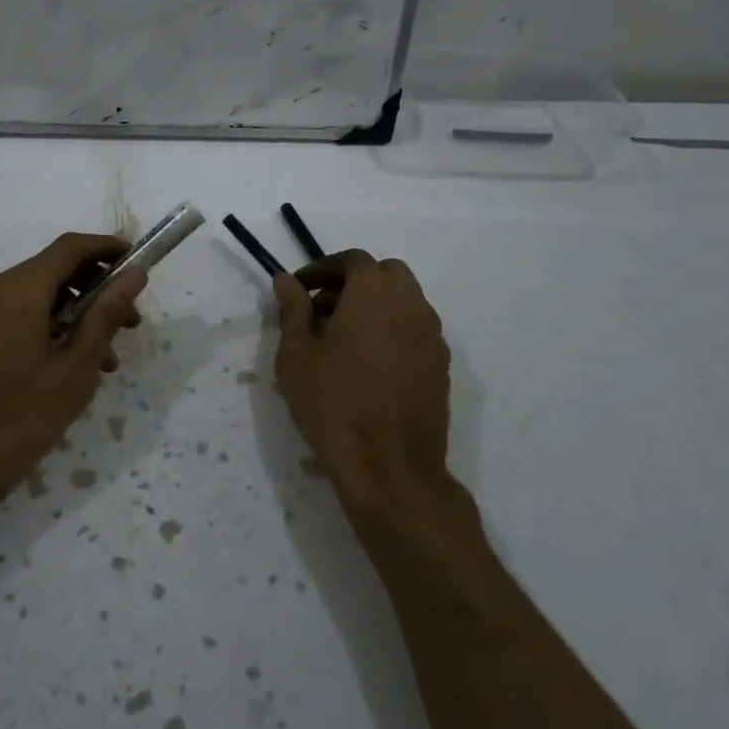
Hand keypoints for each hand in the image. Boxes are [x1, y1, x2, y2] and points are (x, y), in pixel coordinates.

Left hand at [0, 233, 146, 522]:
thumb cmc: (13, 423)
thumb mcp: (73, 372)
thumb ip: (105, 317)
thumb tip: (133, 275)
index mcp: (17, 291)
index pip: (71, 247)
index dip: (109, 248)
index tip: (140, 265)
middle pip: (53, 269)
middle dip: (96, 288)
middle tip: (130, 325)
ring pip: (37, 295)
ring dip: (75, 313)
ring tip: (105, 360)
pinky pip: (17, 314)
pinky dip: (49, 326)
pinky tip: (68, 368)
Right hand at [272, 250, 453, 514]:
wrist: (389, 467)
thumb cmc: (333, 403)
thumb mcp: (297, 354)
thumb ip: (293, 309)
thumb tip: (287, 280)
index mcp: (376, 293)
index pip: (352, 260)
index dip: (322, 269)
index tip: (299, 289)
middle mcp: (412, 305)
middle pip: (385, 275)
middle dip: (352, 283)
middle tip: (321, 309)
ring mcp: (432, 337)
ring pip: (404, 302)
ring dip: (374, 306)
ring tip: (341, 339)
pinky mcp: (441, 367)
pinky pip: (414, 331)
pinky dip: (391, 331)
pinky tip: (367, 364)